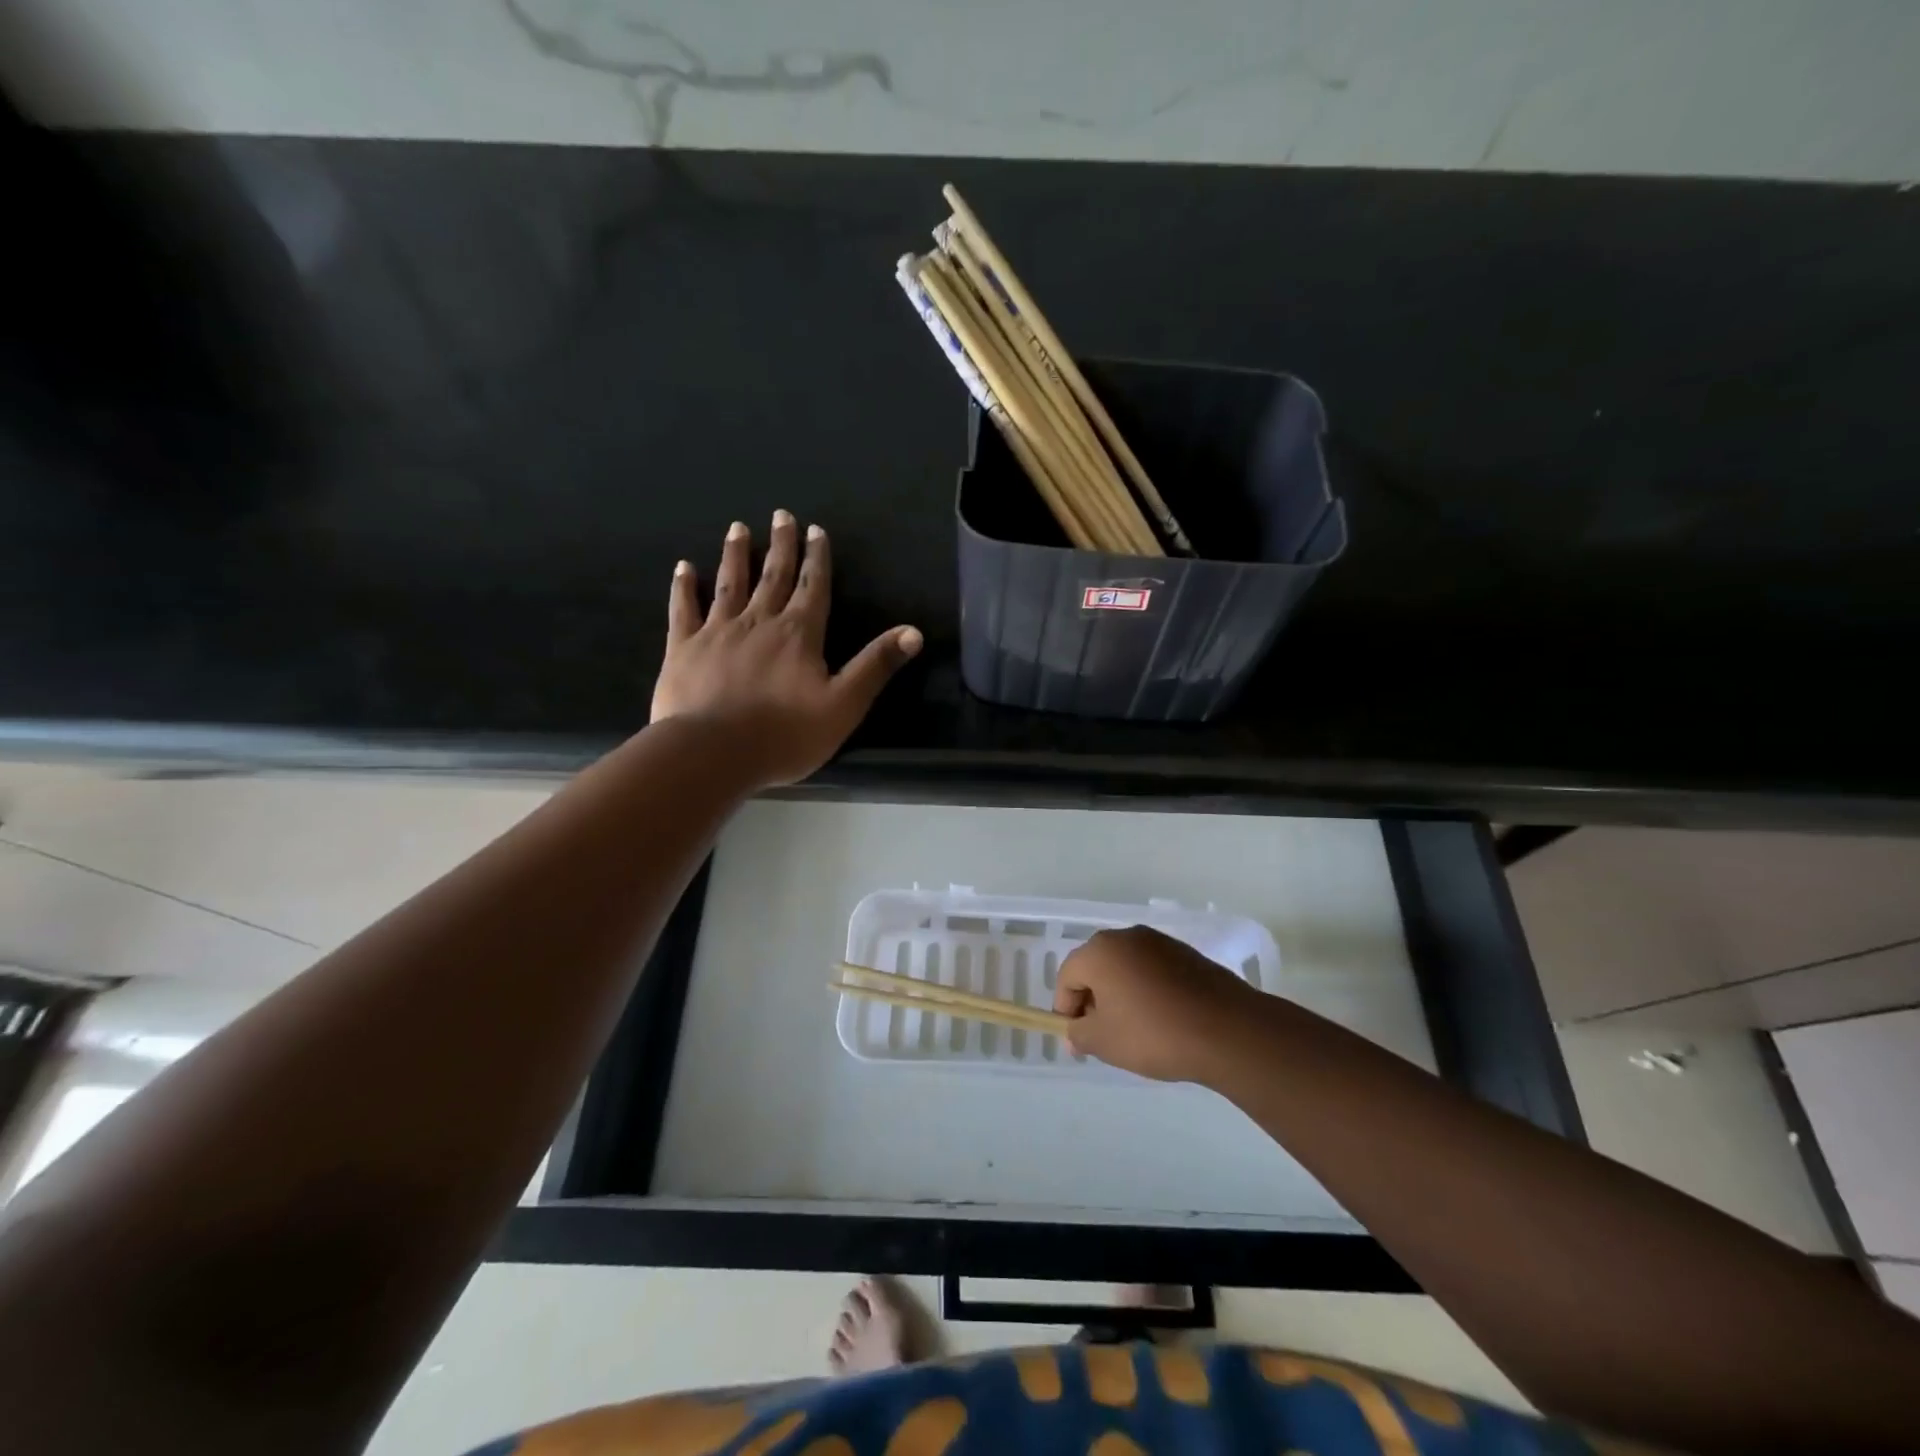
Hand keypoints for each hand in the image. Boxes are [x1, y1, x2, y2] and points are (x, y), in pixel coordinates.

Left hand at [651, 512, 921, 787]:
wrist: (713, 753)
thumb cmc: (785, 734)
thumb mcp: (844, 705)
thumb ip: (876, 665)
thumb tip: (913, 632)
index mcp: (800, 634)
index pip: (814, 587)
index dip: (817, 558)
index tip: (815, 529)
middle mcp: (759, 622)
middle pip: (774, 576)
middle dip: (781, 546)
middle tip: (780, 515)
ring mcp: (718, 631)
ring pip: (730, 584)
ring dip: (736, 555)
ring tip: (738, 528)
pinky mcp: (684, 648)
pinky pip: (684, 610)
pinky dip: (684, 587)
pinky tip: (684, 568)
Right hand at [1054, 926, 1260, 1082]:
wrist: (1227, 1030)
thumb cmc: (1154, 1033)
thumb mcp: (1104, 1042)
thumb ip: (1079, 1034)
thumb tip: (1075, 1031)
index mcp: (1100, 951)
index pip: (1067, 976)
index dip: (1066, 1009)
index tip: (1077, 1039)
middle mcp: (1127, 936)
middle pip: (1095, 967)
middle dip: (1093, 1000)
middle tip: (1102, 1036)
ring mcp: (1160, 942)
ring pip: (1126, 968)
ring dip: (1121, 994)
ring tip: (1134, 1030)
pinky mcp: (1186, 954)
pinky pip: (1153, 971)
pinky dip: (1148, 991)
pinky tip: (1162, 1020)